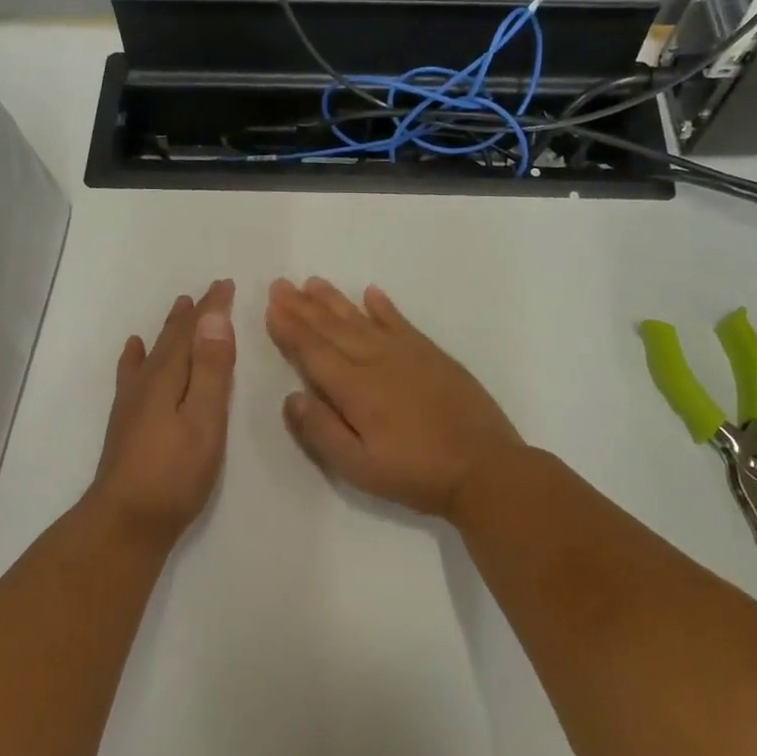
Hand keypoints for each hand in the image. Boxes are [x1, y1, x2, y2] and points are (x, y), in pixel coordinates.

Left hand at [86, 279, 236, 550]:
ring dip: (170, 330)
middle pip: (172, 338)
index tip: (225, 284)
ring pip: (155, 352)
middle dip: (193, 314)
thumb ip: (210, 369)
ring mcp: (132, 401)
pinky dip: (136, 357)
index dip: (210, 308)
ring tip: (178, 308)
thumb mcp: (204, 420)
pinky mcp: (127, 421)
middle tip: (208, 291)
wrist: (125, 520)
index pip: (193, 332)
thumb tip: (214, 318)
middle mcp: (147, 381)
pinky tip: (134, 349)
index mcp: (168, 377)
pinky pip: (132, 374)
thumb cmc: (174, 473)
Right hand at [265, 277, 523, 515]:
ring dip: (335, 300)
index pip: (313, 351)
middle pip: (332, 328)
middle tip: (281, 284)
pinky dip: (384, 307)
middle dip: (303, 307)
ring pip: (362, 319)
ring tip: (313, 282)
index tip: (271, 305)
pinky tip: (372, 293)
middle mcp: (376, 361)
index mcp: (354, 389)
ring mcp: (408, 354)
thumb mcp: (358, 467)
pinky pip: (401, 322)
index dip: (290, 329)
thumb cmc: (416, 473)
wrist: (485, 467)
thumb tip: (291, 397)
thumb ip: (321, 431)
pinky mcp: (433, 355)